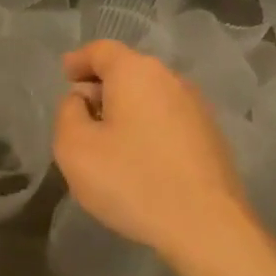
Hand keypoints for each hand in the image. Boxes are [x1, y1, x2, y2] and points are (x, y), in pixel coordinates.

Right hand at [53, 39, 253, 261]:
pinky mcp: (211, 138)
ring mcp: (197, 108)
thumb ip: (68, 114)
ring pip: (150, 97)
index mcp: (136, 73)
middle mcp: (171, 80)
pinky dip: (147, 128)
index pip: (101, 50)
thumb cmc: (131, 180)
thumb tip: (81, 100)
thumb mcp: (75, 148)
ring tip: (107, 140)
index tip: (65, 74)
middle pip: (129, 71)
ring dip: (125, 110)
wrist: (204, 225)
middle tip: (79, 113)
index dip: (79, 60)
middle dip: (101, 86)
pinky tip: (138, 159)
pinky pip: (168, 120)